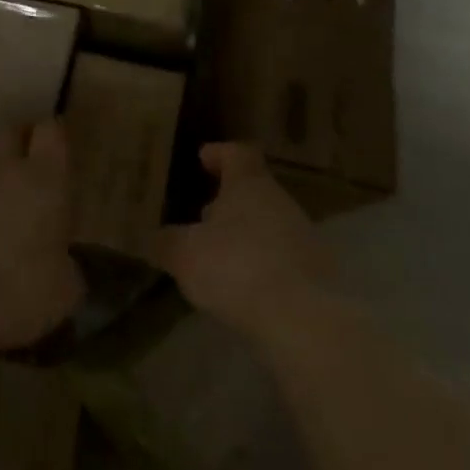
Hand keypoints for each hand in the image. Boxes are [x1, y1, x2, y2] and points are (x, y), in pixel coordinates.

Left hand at [0, 120, 83, 352]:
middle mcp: (5, 169)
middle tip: (19, 157)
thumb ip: (66, 266)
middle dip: (14, 138)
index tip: (54, 147)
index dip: (52, 134)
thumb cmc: (23, 292)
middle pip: (8, 130)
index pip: (51, 130)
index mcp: (47, 180)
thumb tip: (63, 268)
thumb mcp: (66, 288)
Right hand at [154, 143, 332, 341]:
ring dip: (243, 234)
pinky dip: (259, 262)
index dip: (220, 153)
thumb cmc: (236, 267)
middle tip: (202, 215)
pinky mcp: (314, 270)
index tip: (203, 158)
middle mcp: (279, 201)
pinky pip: (280, 255)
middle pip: (253, 189)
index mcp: (249, 185)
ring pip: (267, 223)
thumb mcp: (185, 255)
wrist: (301, 316)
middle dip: (227, 201)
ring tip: (217, 255)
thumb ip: (167, 242)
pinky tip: (242, 284)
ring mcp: (302, 235)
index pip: (237, 153)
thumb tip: (155, 237)